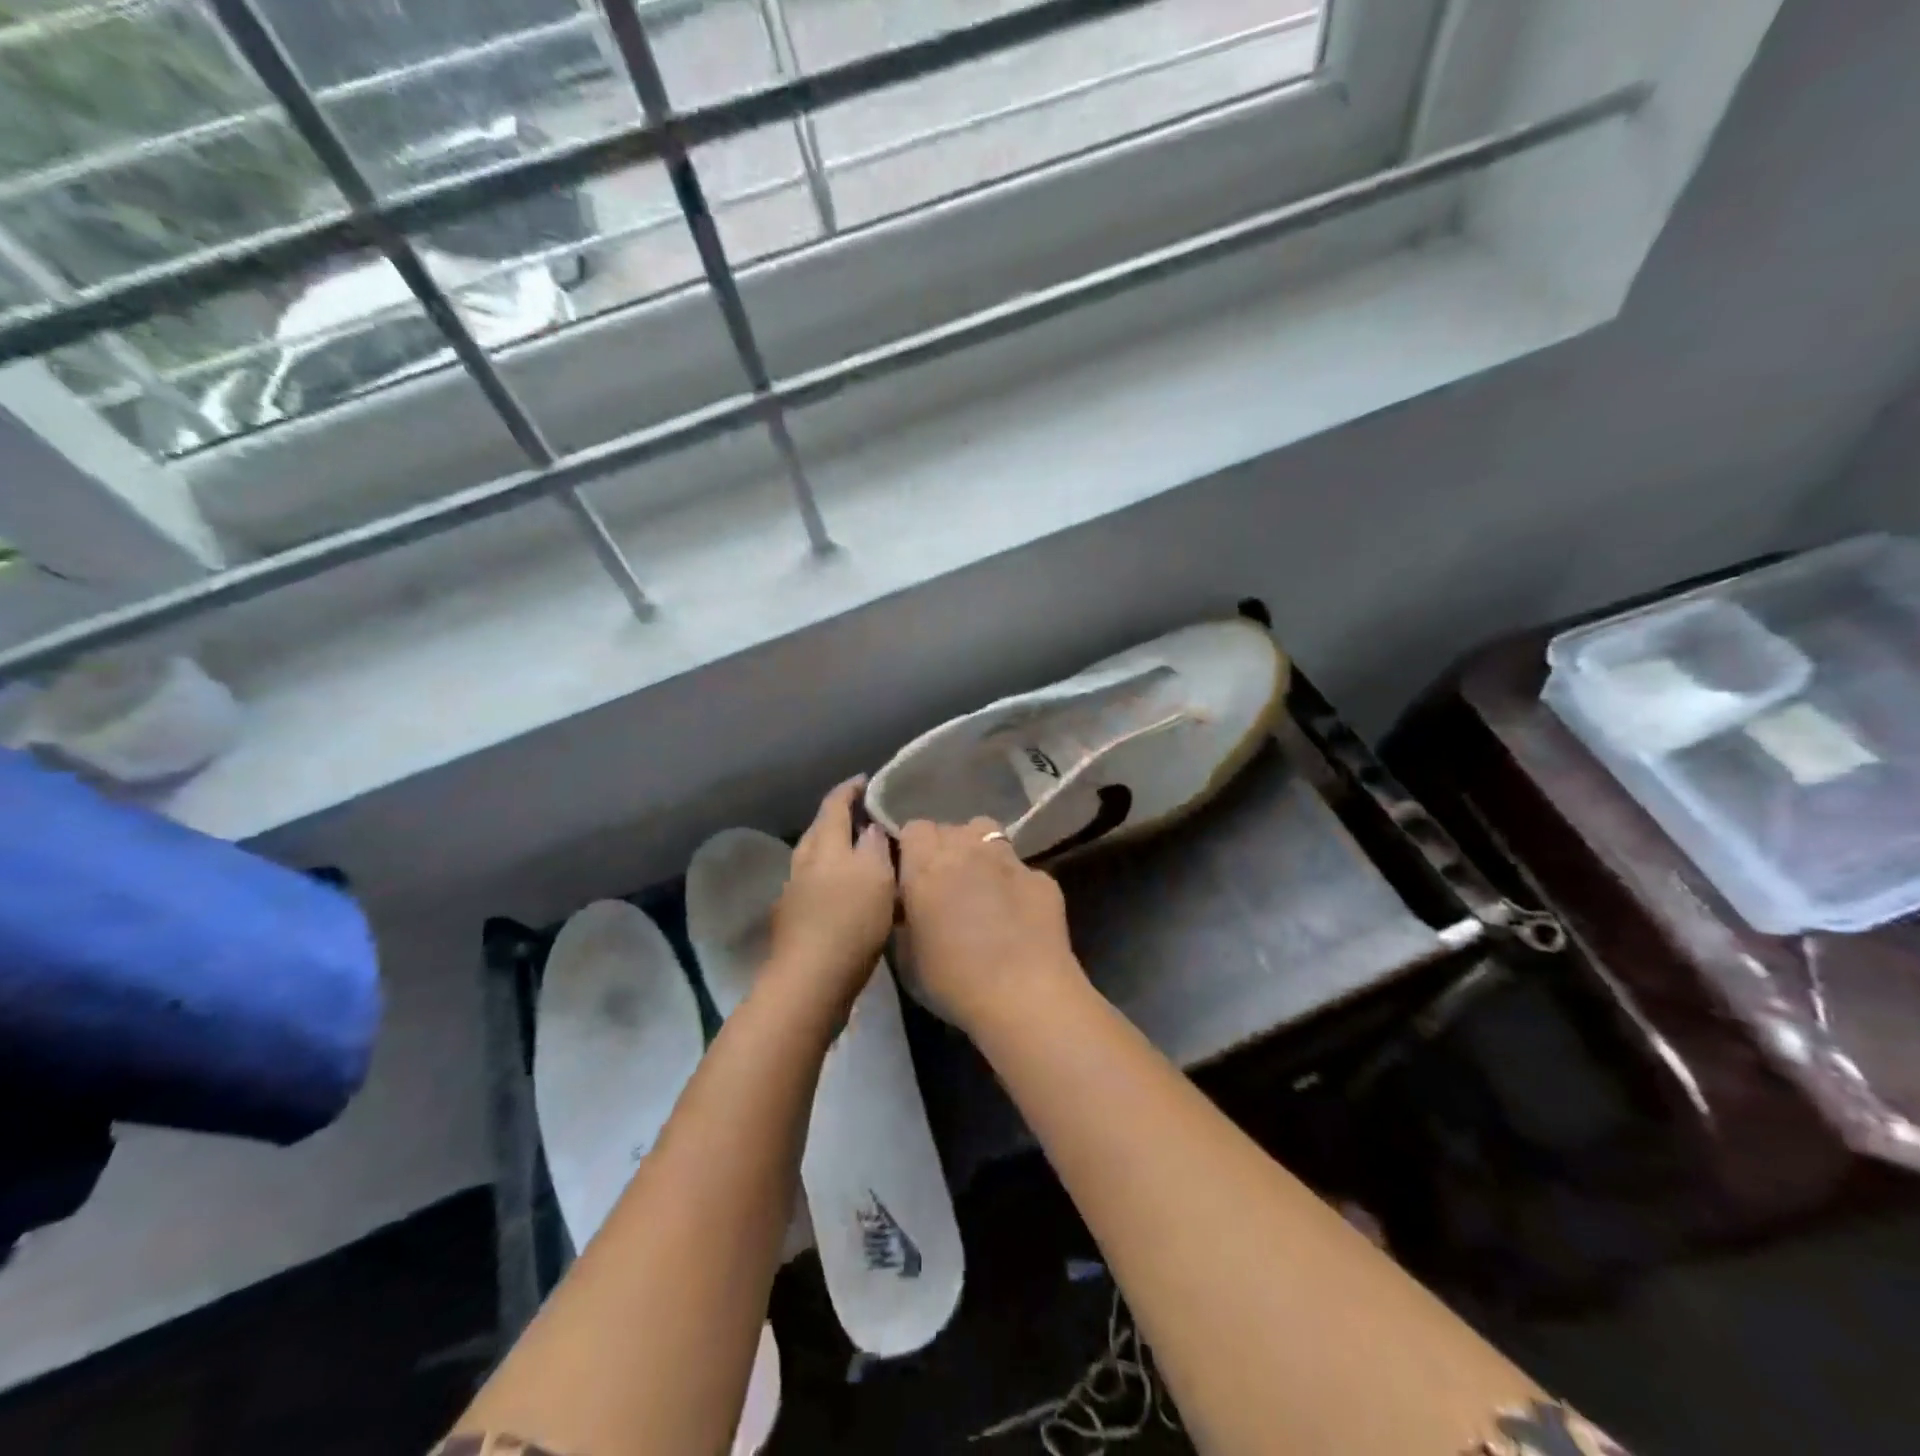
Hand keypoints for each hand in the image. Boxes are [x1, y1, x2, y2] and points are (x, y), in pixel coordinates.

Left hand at [768, 778, 896, 1007]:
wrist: (810, 983)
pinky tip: (844, 894)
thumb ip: (873, 846)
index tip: (865, 780)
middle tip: (864, 815)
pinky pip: (813, 886)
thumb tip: (869, 827)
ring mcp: (794, 894)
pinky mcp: (794, 922)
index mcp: (824, 846)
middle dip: (838, 818)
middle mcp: (803, 864)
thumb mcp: (876, 877)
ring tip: (858, 853)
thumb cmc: (849, 922)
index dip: (849, 790)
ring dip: (833, 850)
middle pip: (818, 830)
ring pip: (814, 859)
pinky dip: (830, 879)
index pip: (834, 805)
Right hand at [897, 817, 1083, 1031]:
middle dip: (944, 848)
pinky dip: (1013, 883)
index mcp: (926, 866)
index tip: (911, 875)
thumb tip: (909, 906)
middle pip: (950, 828)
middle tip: (944, 884)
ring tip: (979, 883)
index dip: (911, 849)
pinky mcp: (1042, 878)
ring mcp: (1009, 860)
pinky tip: (1017, 913)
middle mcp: (967, 850)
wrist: (1024, 995)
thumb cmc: (953, 981)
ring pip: (987, 833)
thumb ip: (904, 918)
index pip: (914, 828)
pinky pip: (1020, 868)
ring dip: (978, 850)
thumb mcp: (906, 956)